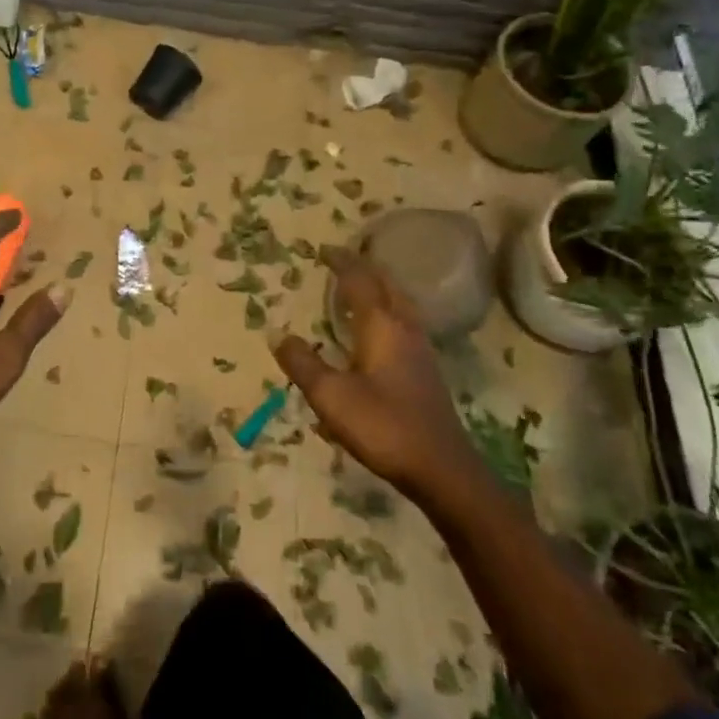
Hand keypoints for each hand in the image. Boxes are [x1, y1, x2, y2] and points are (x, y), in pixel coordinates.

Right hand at [268, 246, 475, 500]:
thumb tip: (277, 334)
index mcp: (381, 326)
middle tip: (342, 261)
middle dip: (364, 268)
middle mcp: (404, 328)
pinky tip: (378, 331)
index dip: (342, 262)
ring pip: (400, 303)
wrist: (441, 468)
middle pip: (387, 285)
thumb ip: (303, 363)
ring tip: (359, 288)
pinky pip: (404, 323)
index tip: (324, 250)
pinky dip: (387, 311)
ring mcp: (420, 349)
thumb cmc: (382, 426)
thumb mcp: (331, 396)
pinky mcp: (425, 370)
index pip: (360, 280)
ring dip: (379, 288)